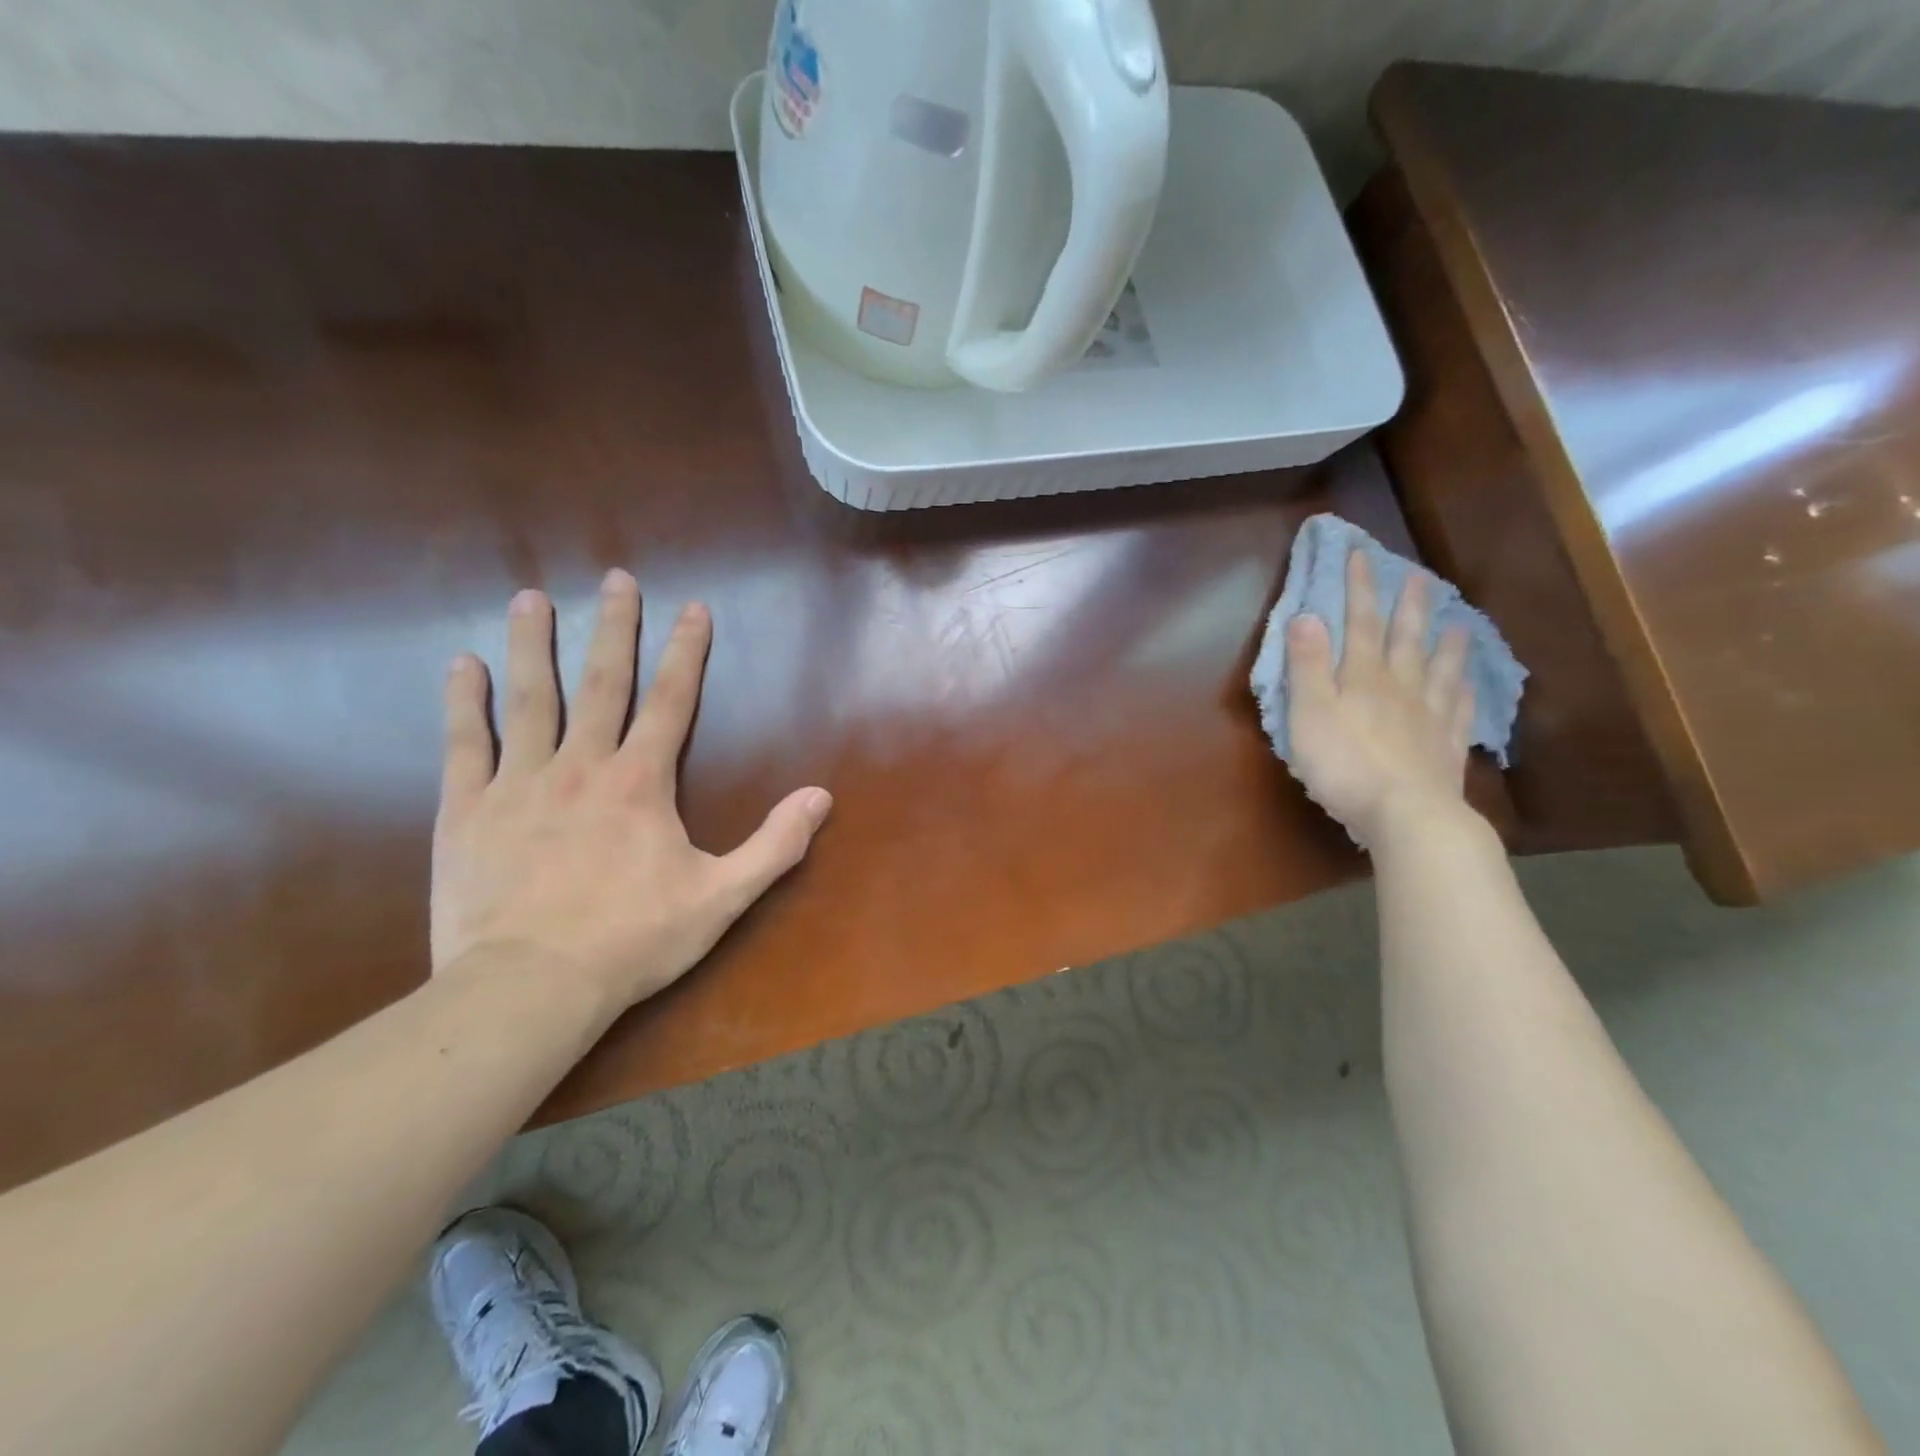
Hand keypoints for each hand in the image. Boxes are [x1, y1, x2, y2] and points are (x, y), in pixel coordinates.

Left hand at [430, 570, 832, 1007]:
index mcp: (641, 782)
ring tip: (528, 598)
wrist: (530, 987)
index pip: (672, 701)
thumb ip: (775, 845)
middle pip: (602, 683)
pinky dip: (464, 702)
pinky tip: (461, 665)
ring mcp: (519, 784)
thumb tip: (821, 797)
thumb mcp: (722, 897)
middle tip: (615, 577)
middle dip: (613, 627)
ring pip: (529, 699)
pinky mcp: (467, 811)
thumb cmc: (633, 940)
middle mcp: (582, 766)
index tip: (692, 607)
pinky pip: (466, 744)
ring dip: (532, 645)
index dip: (686, 652)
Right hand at [1284, 548, 1473, 848]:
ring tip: (1457, 623)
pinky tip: (1470, 686)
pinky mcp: (1446, 749)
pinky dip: (1465, 693)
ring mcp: (1430, 718)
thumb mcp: (1310, 713)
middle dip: (1408, 607)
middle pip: (1405, 640)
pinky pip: (1459, 712)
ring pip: (1440, 671)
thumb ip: (1307, 666)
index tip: (1361, 555)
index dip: (1360, 589)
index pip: (1361, 624)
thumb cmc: (1344, 764)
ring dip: (1446, 645)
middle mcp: (1401, 688)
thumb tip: (1307, 615)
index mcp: (1363, 678)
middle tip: (1419, 576)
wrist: (1406, 814)